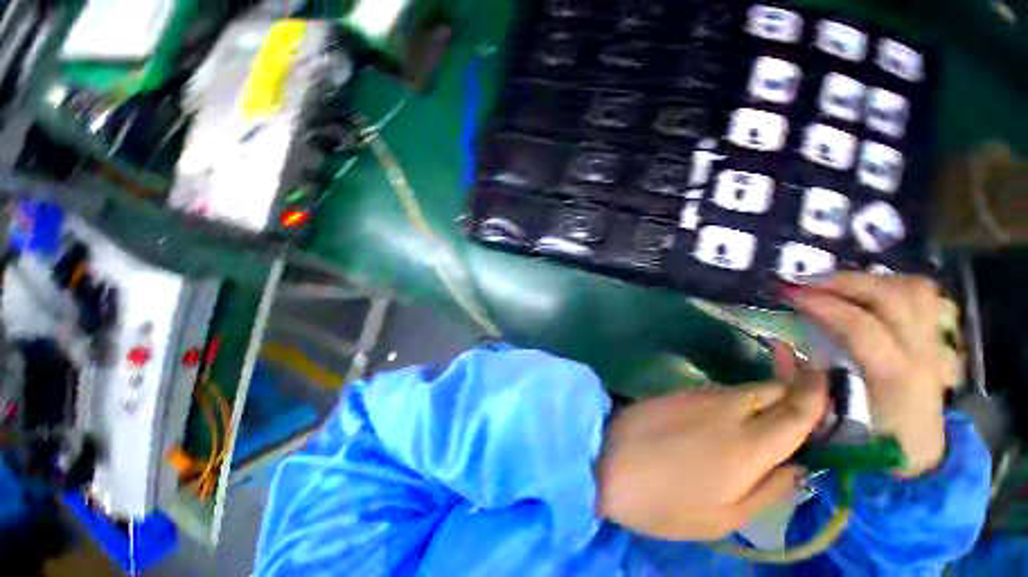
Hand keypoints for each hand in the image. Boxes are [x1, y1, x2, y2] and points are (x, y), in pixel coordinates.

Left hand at [595, 370, 826, 539]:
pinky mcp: (677, 393)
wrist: (606, 460)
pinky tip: (735, 414)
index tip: (831, 383)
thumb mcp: (724, 517)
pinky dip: (738, 398)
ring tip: (776, 410)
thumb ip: (769, 491)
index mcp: (749, 445)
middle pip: (772, 390)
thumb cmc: (665, 502)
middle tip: (808, 400)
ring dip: (766, 395)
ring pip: (745, 389)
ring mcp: (698, 396)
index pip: (797, 412)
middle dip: (795, 390)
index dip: (818, 396)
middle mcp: (727, 409)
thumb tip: (799, 468)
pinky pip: (719, 391)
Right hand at [783, 273, 961, 477]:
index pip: (863, 327)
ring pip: (915, 291)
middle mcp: (923, 356)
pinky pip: (925, 299)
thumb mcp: (829, 423)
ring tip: (834, 284)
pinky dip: (894, 287)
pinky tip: (866, 294)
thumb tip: (778, 346)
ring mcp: (936, 346)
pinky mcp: (938, 342)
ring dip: (871, 280)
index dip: (824, 304)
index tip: (788, 294)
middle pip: (895, 297)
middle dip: (845, 281)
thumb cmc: (870, 447)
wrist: (919, 462)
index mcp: (895, 382)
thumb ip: (801, 383)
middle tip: (806, 282)